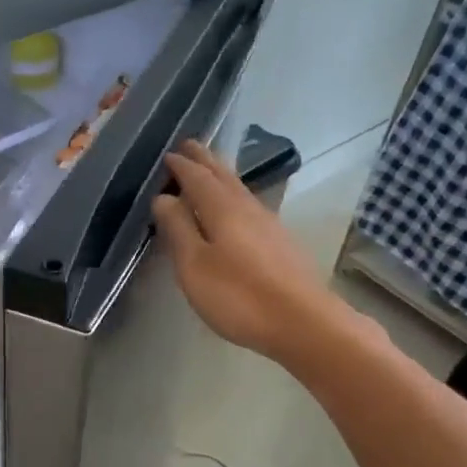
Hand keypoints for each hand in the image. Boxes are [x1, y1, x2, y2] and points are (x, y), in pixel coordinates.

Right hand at [151, 141, 339, 365]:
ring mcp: (268, 224)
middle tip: (190, 145)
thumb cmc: (239, 296)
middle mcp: (247, 207)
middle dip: (204, 160)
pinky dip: (235, 196)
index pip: (197, 178)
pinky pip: (250, 205)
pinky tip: (236, 207)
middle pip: (223, 176)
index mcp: (222, 208)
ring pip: (239, 189)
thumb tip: (164, 197)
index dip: (181, 166)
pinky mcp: (281, 243)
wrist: (302, 321)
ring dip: (221, 175)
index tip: (168, 155)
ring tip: (209, 168)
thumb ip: (178, 229)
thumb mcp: (194, 265)